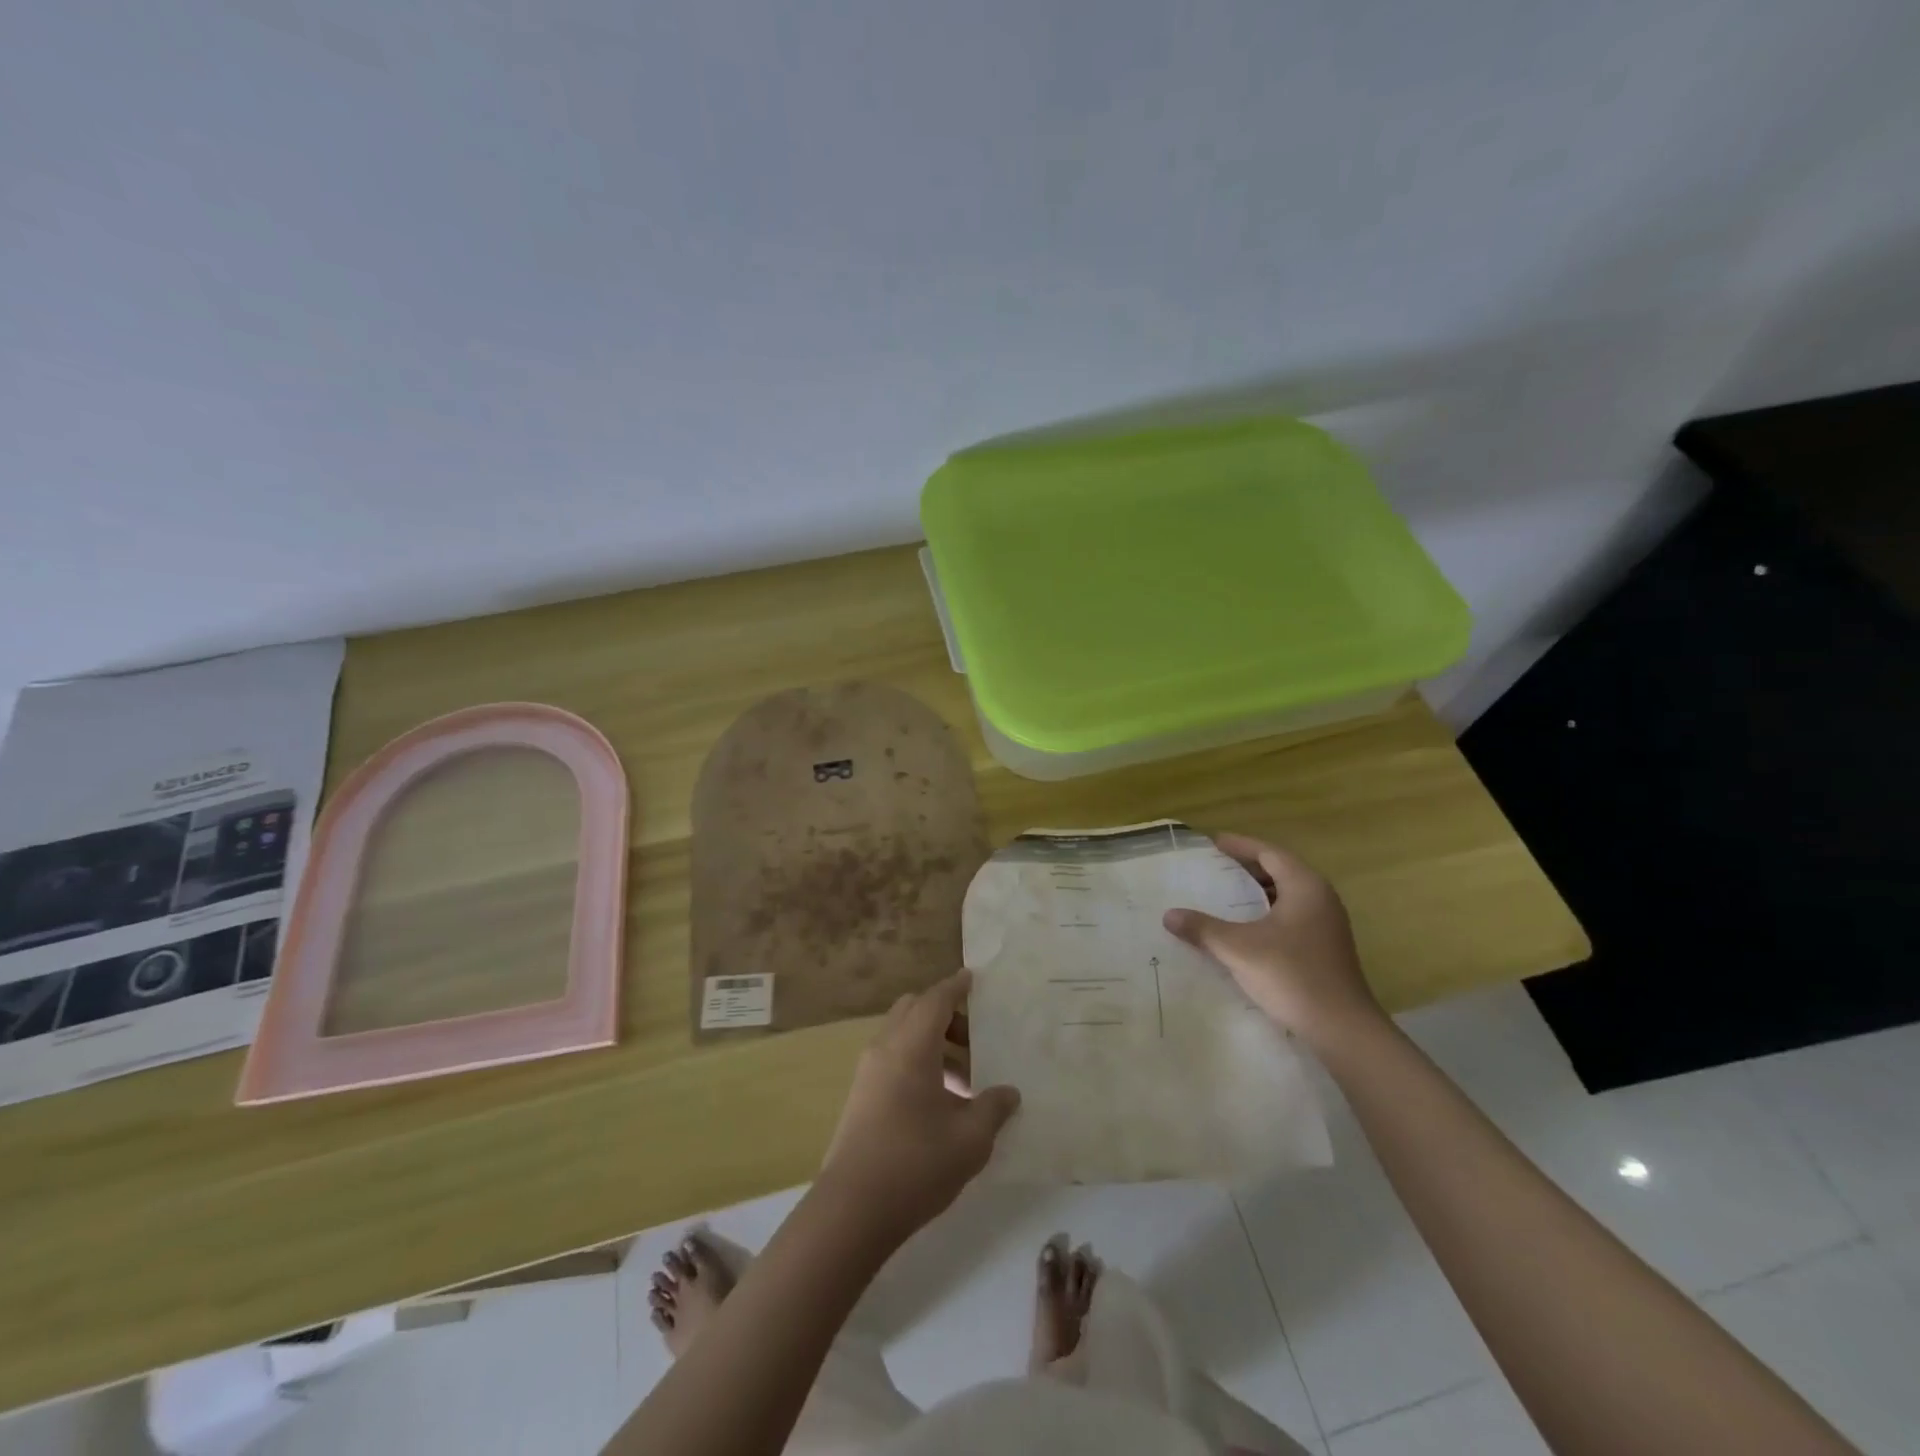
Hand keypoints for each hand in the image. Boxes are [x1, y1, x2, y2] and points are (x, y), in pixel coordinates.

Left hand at [819, 970, 1019, 1245]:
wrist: (852, 1209)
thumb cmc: (917, 1163)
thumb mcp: (970, 1139)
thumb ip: (993, 1108)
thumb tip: (1009, 1092)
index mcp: (912, 1046)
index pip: (936, 1000)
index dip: (956, 987)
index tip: (972, 978)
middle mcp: (885, 1048)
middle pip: (914, 1010)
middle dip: (945, 1015)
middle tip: (976, 1038)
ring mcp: (868, 1072)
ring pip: (902, 1036)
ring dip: (933, 1044)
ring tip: (966, 1081)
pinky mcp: (860, 1097)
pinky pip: (893, 1060)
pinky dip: (917, 1063)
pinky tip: (940, 1103)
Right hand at [1163, 833, 1384, 1048]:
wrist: (1342, 1029)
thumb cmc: (1292, 975)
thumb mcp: (1238, 949)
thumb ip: (1203, 928)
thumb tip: (1169, 915)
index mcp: (1305, 886)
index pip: (1269, 853)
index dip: (1240, 846)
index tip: (1212, 843)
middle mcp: (1320, 898)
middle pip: (1279, 871)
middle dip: (1246, 867)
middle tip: (1213, 867)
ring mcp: (1326, 925)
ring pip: (1285, 896)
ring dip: (1256, 892)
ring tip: (1223, 894)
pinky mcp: (1325, 948)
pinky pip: (1290, 916)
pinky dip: (1265, 914)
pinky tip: (1244, 928)